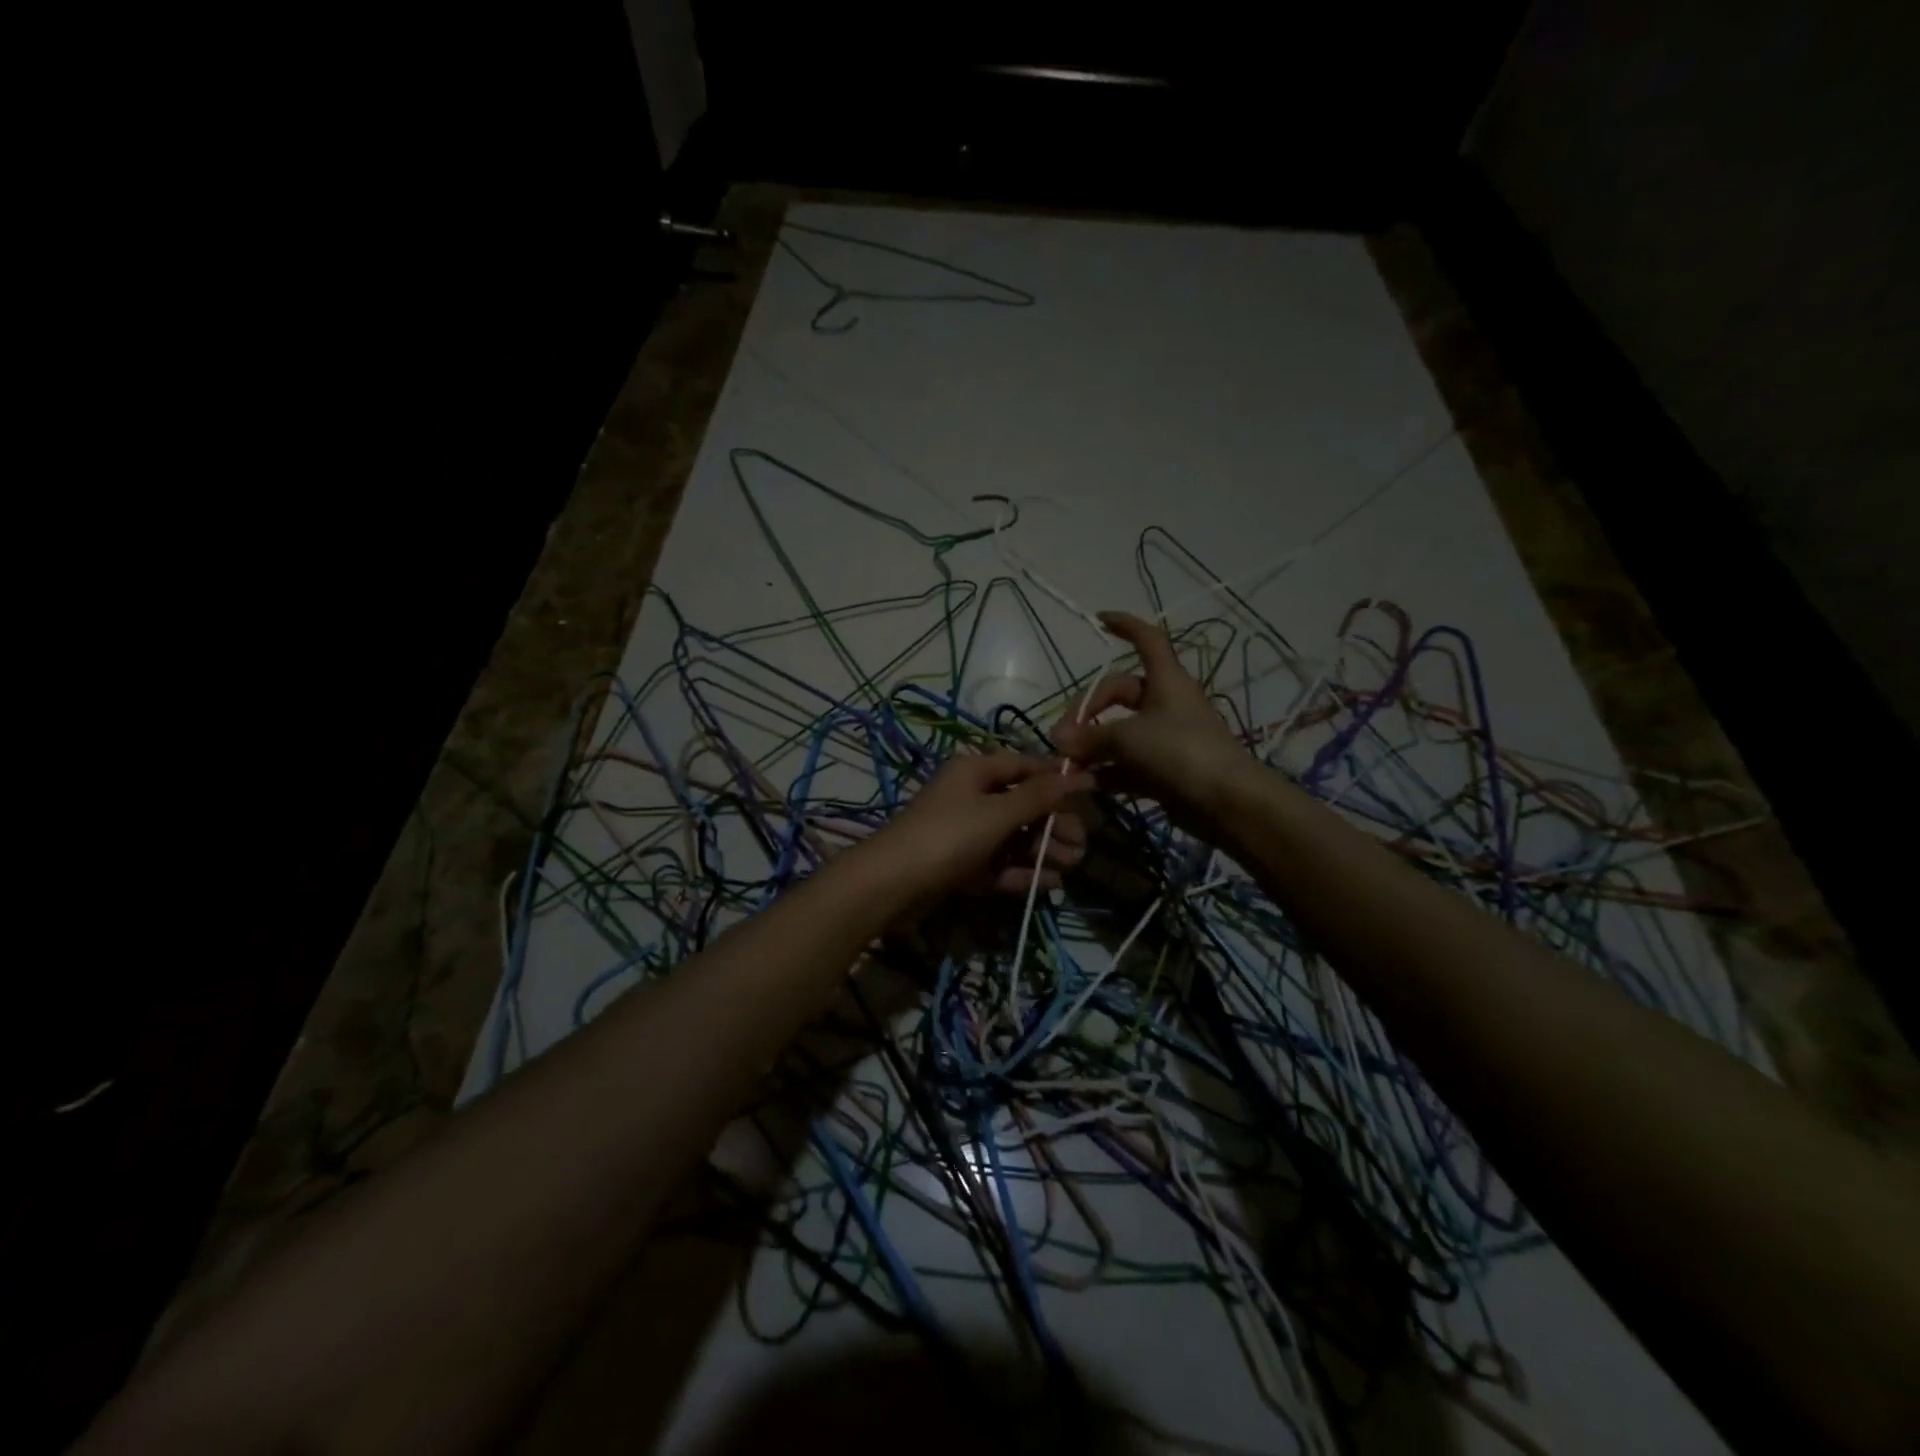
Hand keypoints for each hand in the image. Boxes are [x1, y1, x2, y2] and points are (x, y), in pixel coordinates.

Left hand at [863, 751, 1094, 910]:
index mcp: (975, 771)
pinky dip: (1022, 871)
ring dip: (1043, 849)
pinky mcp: (961, 864)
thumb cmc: (948, 836)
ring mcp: (965, 832)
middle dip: (1054, 822)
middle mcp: (971, 796)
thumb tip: (1079, 774)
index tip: (1092, 792)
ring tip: (1073, 865)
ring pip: (1013, 836)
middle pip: (1022, 804)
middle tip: (1083, 843)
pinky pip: (999, 863)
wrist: (892, 884)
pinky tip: (1050, 884)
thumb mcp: (998, 813)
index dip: (1058, 778)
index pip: (1025, 766)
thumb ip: (1039, 797)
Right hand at [1049, 611, 1248, 835]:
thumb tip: (1057, 739)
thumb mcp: (1129, 738)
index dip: (1126, 625)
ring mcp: (1165, 738)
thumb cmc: (1181, 752)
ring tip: (1067, 764)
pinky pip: (1126, 764)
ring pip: (1120, 733)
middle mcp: (1166, 703)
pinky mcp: (1164, 770)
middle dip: (1088, 710)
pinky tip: (1083, 784)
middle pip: (1119, 693)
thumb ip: (1089, 737)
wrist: (1226, 801)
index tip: (1099, 619)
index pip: (1147, 639)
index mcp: (1165, 680)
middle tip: (1064, 736)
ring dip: (1092, 746)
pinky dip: (1105, 772)